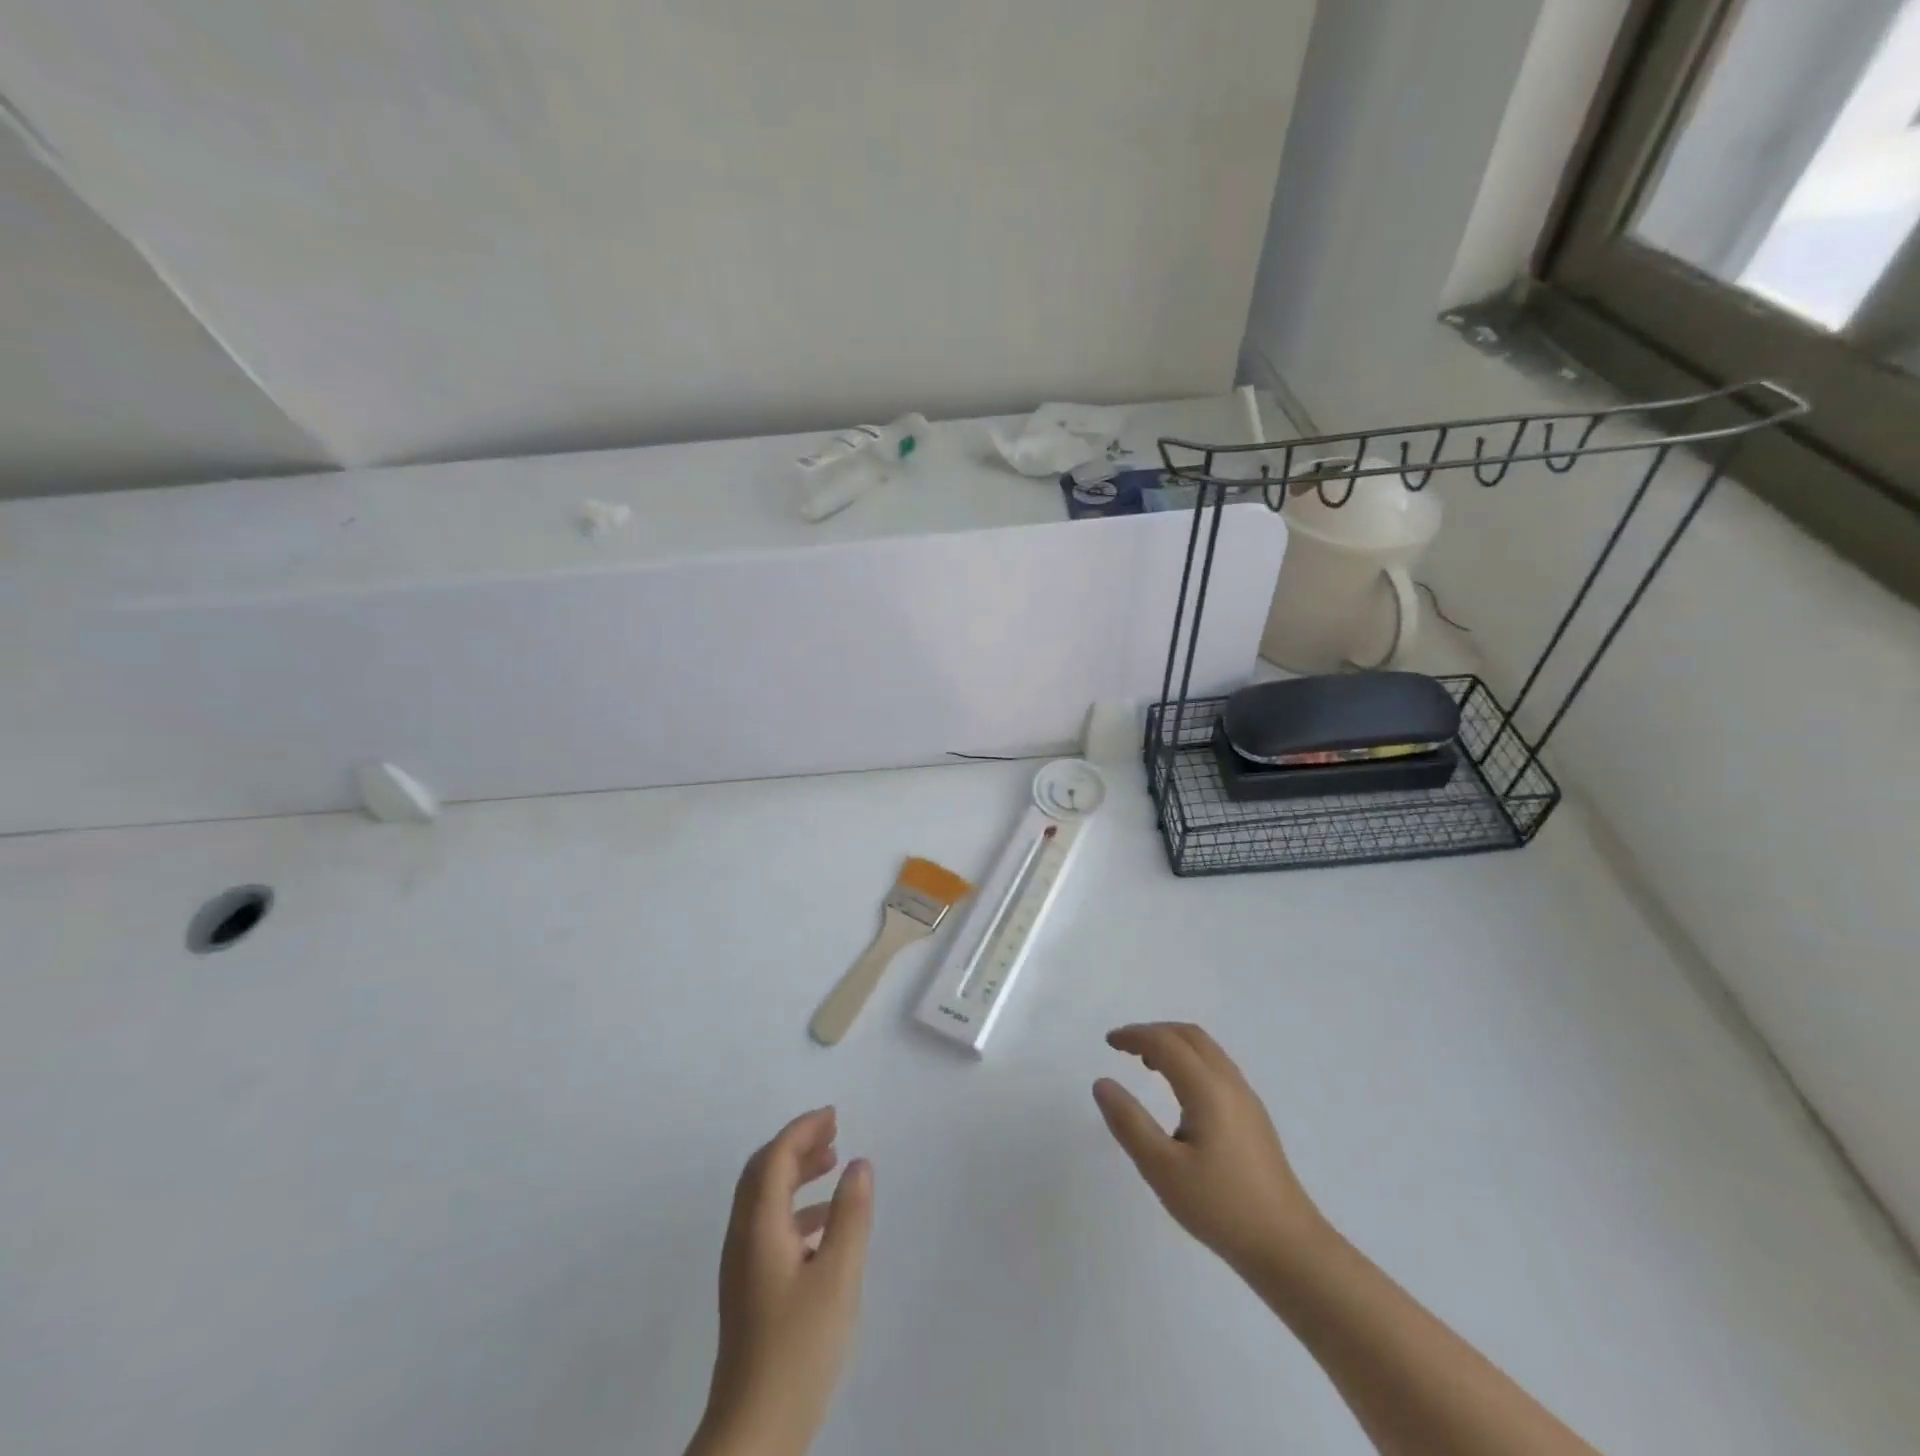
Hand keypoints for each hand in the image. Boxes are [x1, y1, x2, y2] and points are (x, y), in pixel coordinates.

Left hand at [693, 1108, 873, 1455]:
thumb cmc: (797, 1348)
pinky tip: (826, 1224)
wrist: (754, 1432)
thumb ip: (850, 1216)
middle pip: (763, 1172)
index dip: (803, 1130)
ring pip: (765, 1198)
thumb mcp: (837, 1277)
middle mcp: (743, 1238)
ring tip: (834, 1164)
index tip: (834, 1115)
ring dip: (796, 1173)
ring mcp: (743, 1266)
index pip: (775, 1158)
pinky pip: (770, 1225)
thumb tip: (859, 1164)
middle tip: (833, 1130)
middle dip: (796, 1144)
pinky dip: (796, 1207)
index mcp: (759, 1227)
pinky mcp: (750, 1290)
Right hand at [1093, 1022, 1327, 1276]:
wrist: (1288, 1246)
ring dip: (1174, 1045)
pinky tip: (1180, 1093)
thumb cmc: (1220, 1206)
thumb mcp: (1162, 1168)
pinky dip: (1190, 1061)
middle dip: (1154, 1032)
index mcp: (1207, 1088)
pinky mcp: (1254, 1117)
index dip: (1134, 1035)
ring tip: (1147, 1064)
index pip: (1165, 1042)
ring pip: (1207, 1050)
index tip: (1108, 1041)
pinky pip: (1217, 1067)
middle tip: (1125, 1047)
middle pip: (1189, 1036)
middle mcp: (1229, 1082)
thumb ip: (1129, 1122)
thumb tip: (1102, 1083)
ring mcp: (1246, 1099)